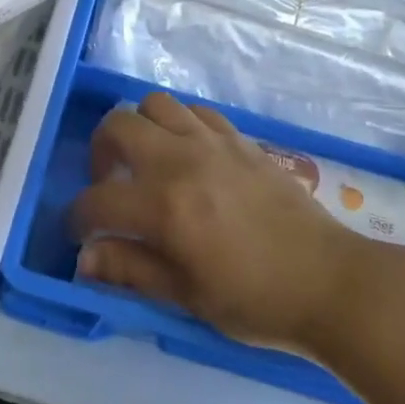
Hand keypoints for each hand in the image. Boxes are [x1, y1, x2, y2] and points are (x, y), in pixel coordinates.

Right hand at [71, 93, 378, 352]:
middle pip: (118, 125)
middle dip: (100, 151)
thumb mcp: (187, 296)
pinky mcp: (238, 137)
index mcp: (164, 206)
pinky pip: (195, 110)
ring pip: (155, 104)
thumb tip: (83, 257)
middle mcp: (181, 160)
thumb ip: (130, 269)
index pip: (97, 201)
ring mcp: (212, 141)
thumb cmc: (255, 300)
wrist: (326, 280)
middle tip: (110, 182)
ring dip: (139, 127)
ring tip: (146, 159)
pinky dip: (178, 123)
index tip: (80, 232)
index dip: (78, 218)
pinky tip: (186, 152)